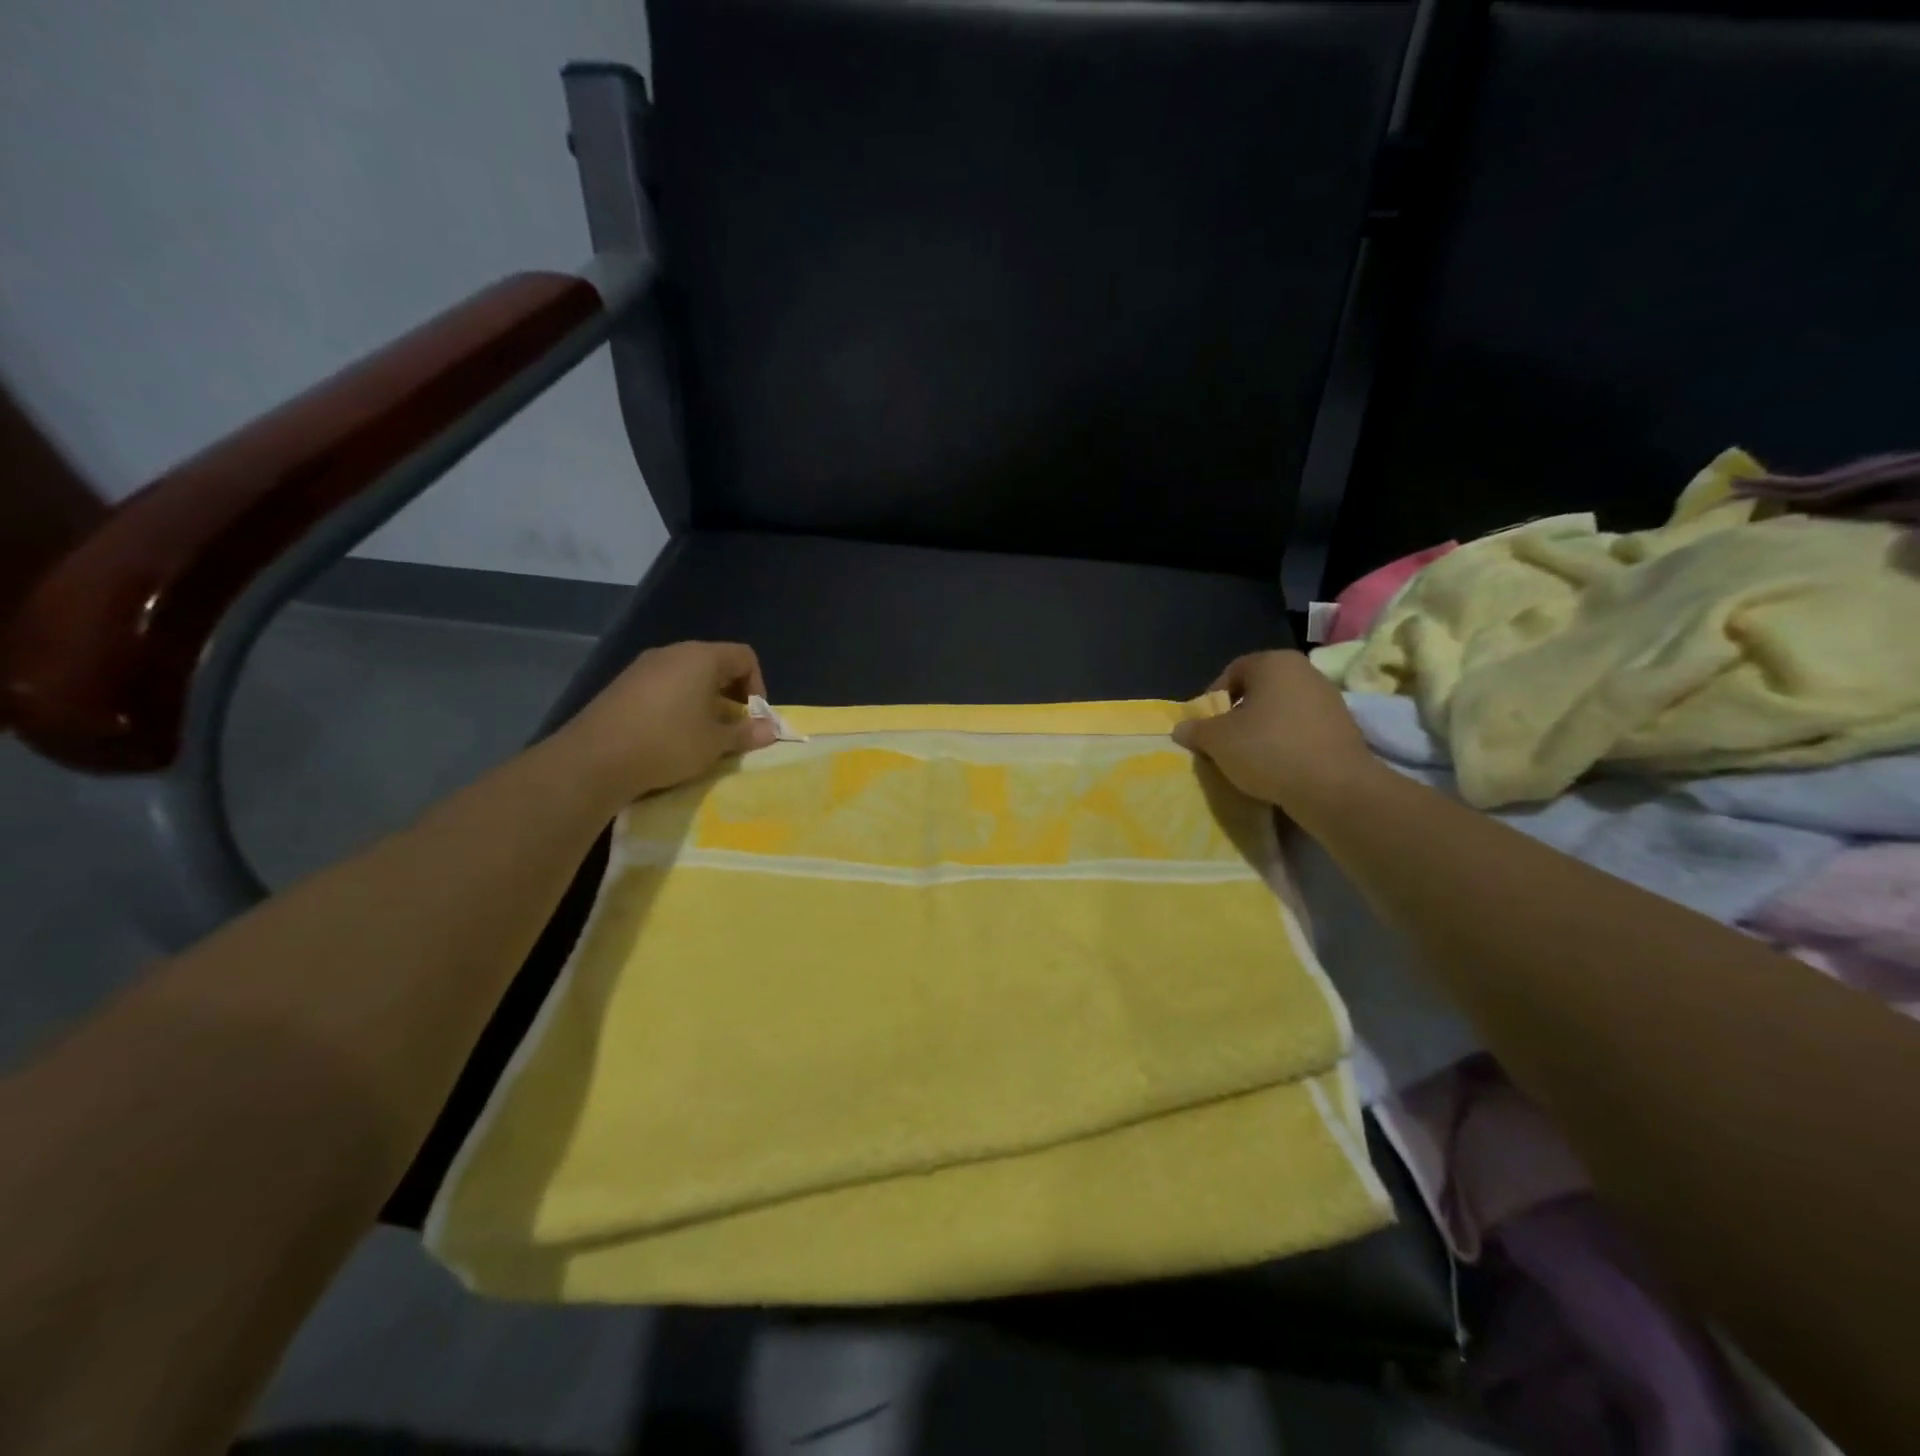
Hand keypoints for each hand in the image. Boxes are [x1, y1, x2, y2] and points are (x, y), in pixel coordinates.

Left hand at [562, 641, 778, 802]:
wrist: (596, 758)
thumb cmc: (669, 743)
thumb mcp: (715, 743)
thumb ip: (746, 733)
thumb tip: (771, 730)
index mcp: (701, 658)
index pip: (744, 657)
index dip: (758, 685)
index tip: (752, 718)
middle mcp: (673, 653)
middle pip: (716, 664)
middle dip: (731, 695)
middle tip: (731, 728)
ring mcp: (643, 667)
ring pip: (687, 676)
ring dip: (703, 702)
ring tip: (702, 735)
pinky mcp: (623, 685)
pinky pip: (663, 687)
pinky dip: (677, 705)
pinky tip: (670, 735)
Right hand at [1172, 650, 1381, 817]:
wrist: (1335, 788)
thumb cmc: (1268, 750)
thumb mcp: (1217, 740)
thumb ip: (1196, 730)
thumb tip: (1181, 728)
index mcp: (1274, 662)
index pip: (1232, 672)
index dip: (1212, 699)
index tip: (1205, 727)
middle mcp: (1305, 672)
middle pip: (1259, 692)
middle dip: (1238, 716)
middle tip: (1223, 744)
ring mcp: (1329, 700)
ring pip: (1281, 712)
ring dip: (1262, 732)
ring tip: (1249, 760)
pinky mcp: (1343, 729)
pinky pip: (1302, 731)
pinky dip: (1286, 745)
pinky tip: (1277, 769)